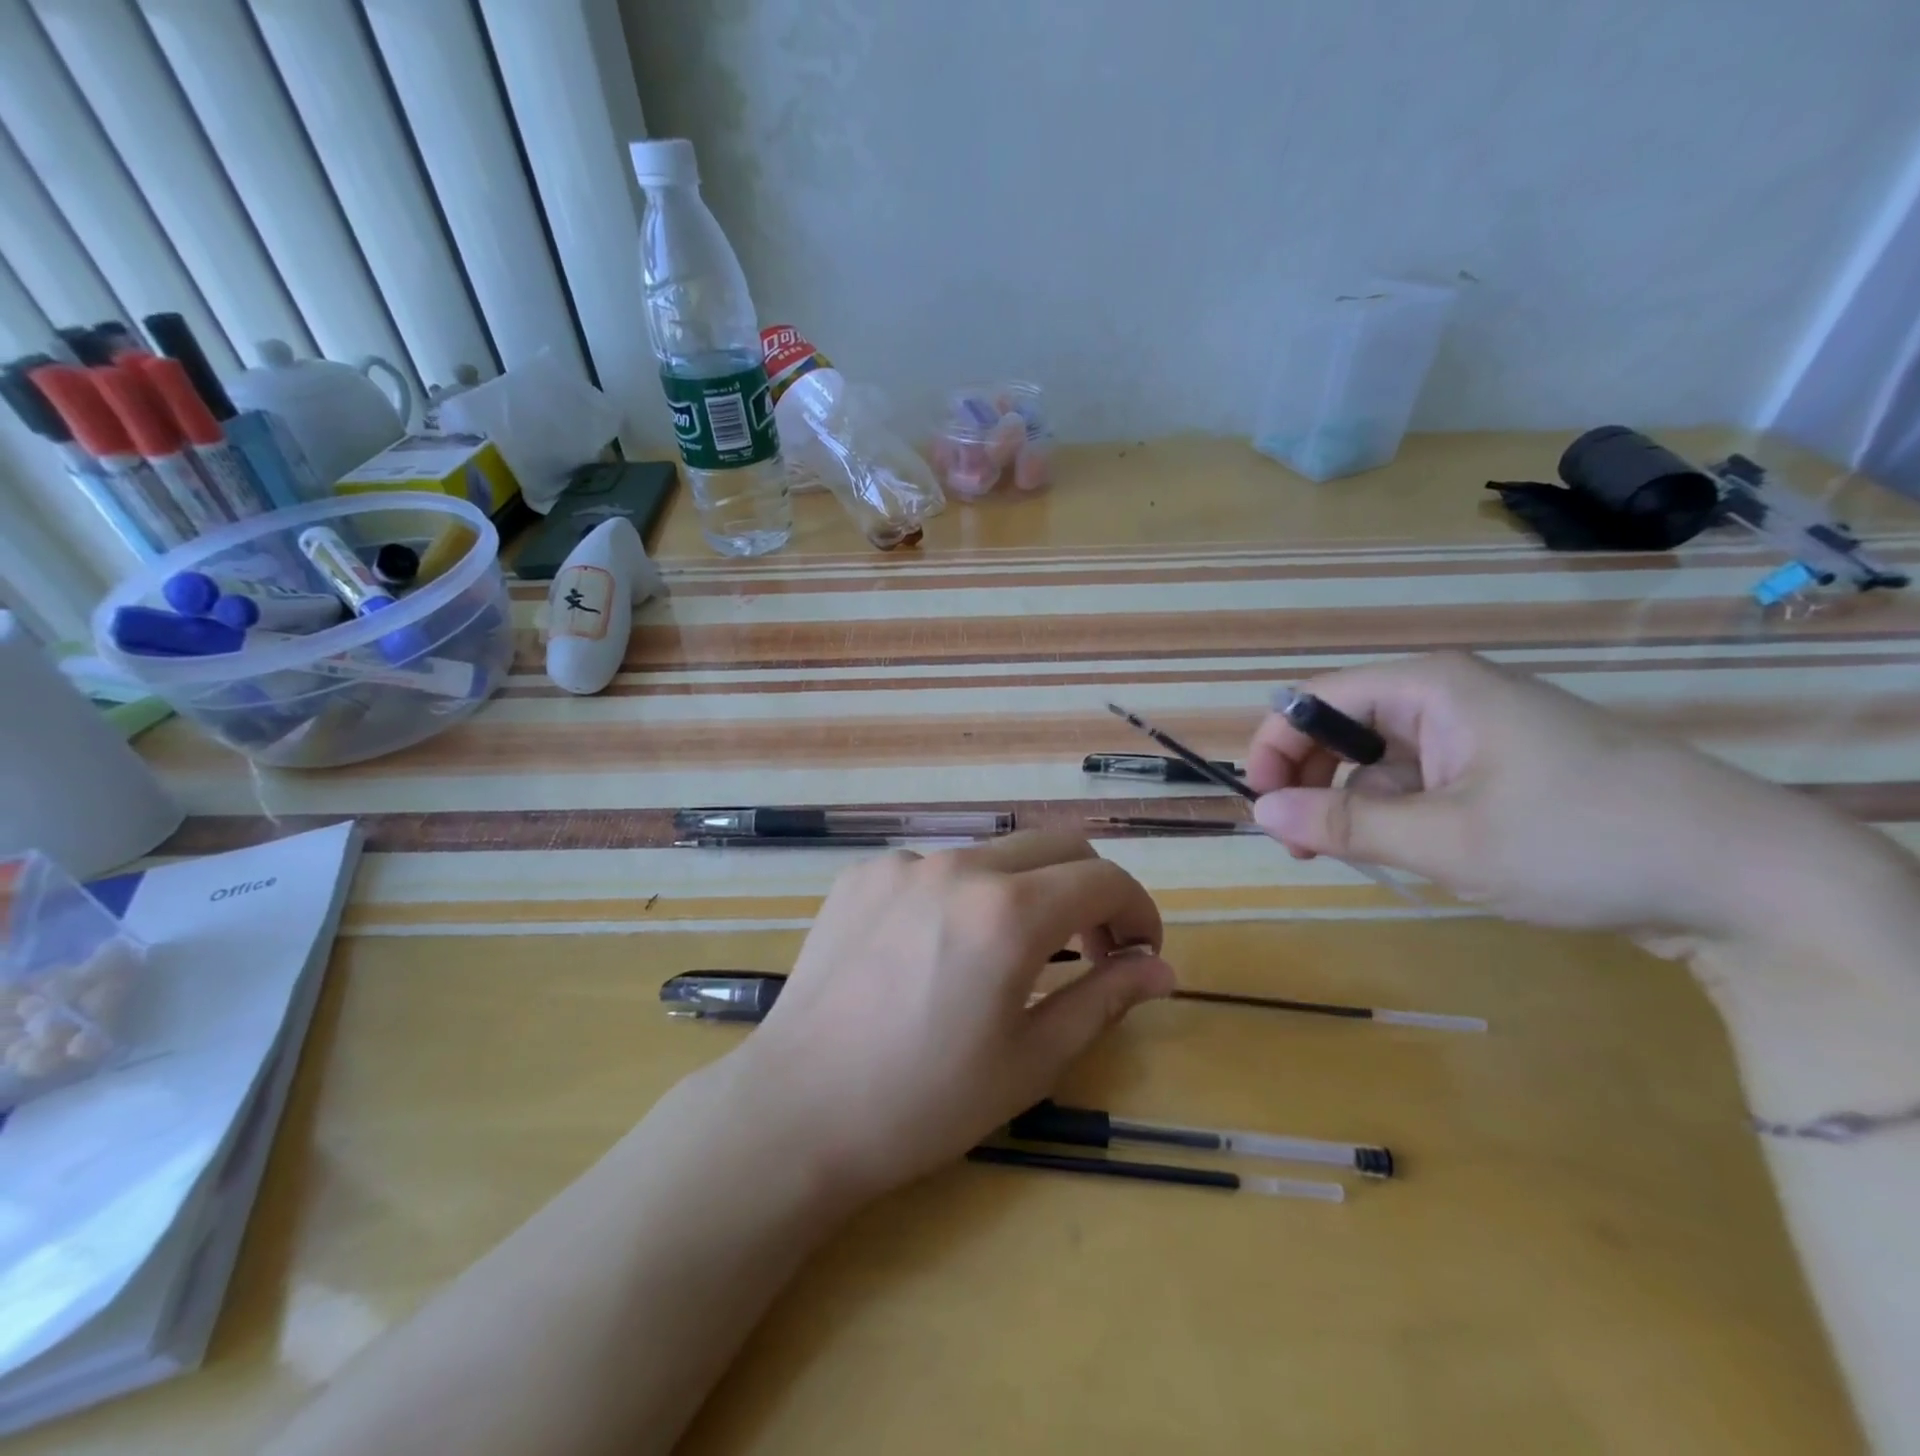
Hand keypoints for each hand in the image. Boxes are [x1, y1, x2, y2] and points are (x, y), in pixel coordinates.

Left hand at [737, 832, 1174, 1199]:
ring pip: (995, 853)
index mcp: (1009, 911)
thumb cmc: (926, 1101)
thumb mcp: (1032, 1060)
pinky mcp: (862, 874)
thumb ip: (1105, 999)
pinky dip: (964, 894)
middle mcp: (959, 865)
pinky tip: (938, 949)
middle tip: (1090, 949)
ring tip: (1011, 952)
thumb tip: (1161, 968)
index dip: (1138, 911)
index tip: (1139, 953)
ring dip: (1027, 889)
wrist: (798, 1109)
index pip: (1104, 878)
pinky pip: (936, 867)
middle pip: (1056, 846)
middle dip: (1091, 889)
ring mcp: (903, 864)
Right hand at [1246, 651, 1888, 938]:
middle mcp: (1448, 696)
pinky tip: (1418, 856)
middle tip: (1303, 849)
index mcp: (1430, 687)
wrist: (1748, 878)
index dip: (1276, 749)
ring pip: (1380, 763)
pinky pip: (1421, 782)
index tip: (1263, 810)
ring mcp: (1478, 732)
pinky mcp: (1502, 767)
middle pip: (1344, 729)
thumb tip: (1258, 813)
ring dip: (1357, 809)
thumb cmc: (1581, 841)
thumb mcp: (1445, 841)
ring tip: (1363, 860)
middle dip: (1313, 784)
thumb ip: (1341, 826)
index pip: (1316, 700)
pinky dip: (1401, 818)